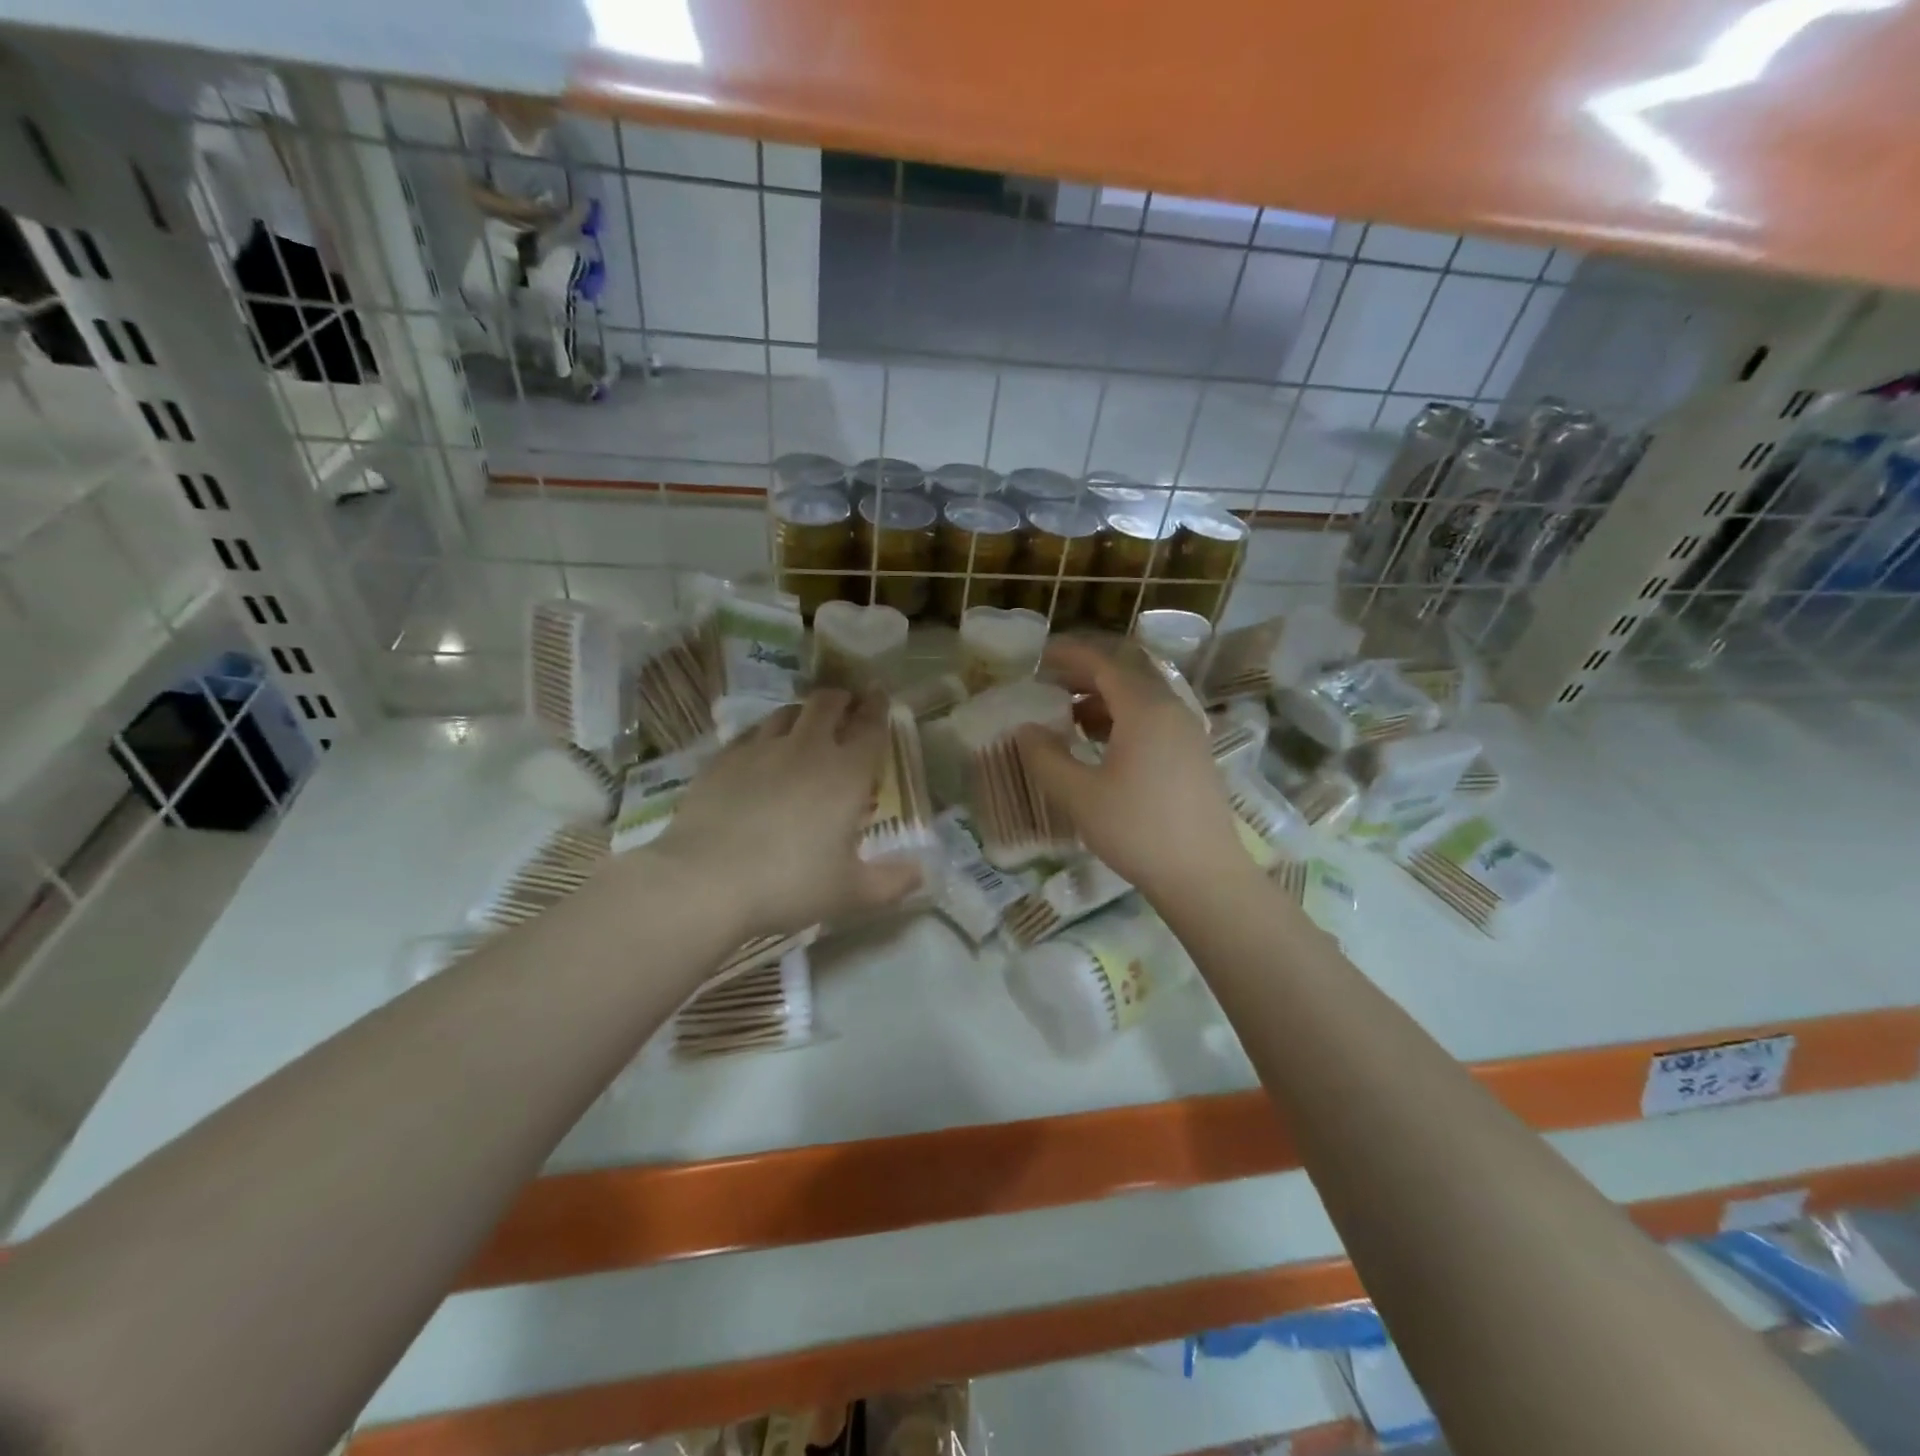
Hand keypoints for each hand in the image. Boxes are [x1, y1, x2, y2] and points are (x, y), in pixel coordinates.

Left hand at [653, 690, 920, 937]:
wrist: (707, 881)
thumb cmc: (789, 884)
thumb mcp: (850, 893)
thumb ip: (891, 883)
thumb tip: (920, 874)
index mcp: (846, 774)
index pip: (870, 727)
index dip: (879, 708)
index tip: (881, 696)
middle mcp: (807, 749)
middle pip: (827, 704)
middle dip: (842, 699)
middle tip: (846, 706)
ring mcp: (760, 749)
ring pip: (787, 712)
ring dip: (803, 712)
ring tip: (806, 724)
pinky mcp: (723, 759)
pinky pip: (751, 733)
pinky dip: (765, 734)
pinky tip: (761, 750)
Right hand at [1016, 641, 1249, 902]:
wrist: (1203, 875)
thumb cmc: (1136, 830)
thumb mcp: (1079, 795)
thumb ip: (1046, 757)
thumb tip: (1026, 729)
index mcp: (1144, 709)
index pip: (1104, 663)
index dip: (1070, 655)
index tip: (1040, 658)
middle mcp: (1171, 709)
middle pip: (1126, 673)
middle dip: (1086, 673)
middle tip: (1050, 684)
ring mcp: (1188, 731)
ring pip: (1142, 697)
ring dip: (1104, 698)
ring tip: (1069, 717)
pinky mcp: (1194, 754)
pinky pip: (1154, 718)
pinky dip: (1123, 717)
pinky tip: (1102, 744)